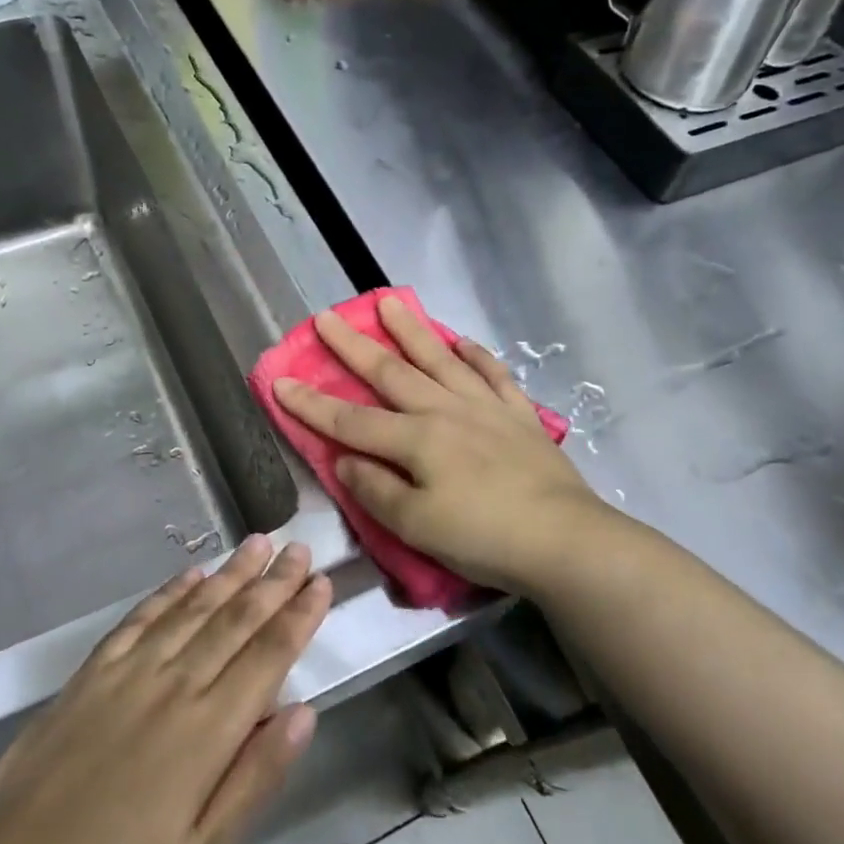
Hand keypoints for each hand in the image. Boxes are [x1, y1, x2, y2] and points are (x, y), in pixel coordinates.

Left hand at [0, 535, 329, 843]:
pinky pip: (140, 619)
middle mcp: (175, 685)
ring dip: (229, 574)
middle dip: (273, 582)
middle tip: (298, 547)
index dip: (299, 616)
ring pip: (193, 609)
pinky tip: (190, 575)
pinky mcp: (91, 675)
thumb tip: (304, 711)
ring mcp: (129, 673)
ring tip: (256, 543)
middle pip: (235, 620)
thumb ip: (257, 777)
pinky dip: (169, 593)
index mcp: (209, 729)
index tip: (322, 581)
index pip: (268, 656)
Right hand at [274, 295, 618, 595]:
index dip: (311, 404)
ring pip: (440, 360)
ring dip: (411, 331)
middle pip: (390, 374)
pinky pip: (493, 375)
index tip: (279, 380)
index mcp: (416, 440)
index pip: (350, 420)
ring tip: (389, 302)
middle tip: (327, 316)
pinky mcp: (519, 416)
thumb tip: (347, 459)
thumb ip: (375, 490)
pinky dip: (476, 356)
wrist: (564, 540)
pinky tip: (463, 342)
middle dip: (353, 346)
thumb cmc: (483, 537)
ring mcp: (485, 408)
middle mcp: (445, 411)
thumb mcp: (416, 526)